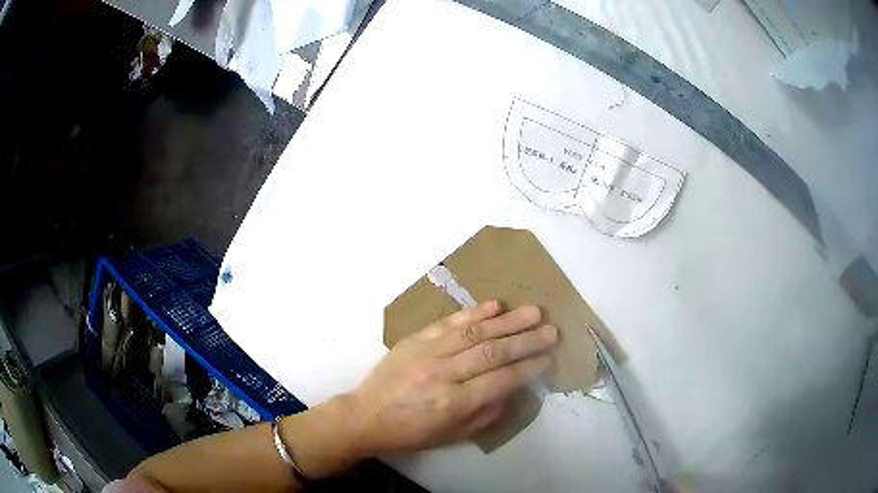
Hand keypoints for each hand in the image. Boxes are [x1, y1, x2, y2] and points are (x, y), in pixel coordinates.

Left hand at [349, 301, 557, 453]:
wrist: (366, 415)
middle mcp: (443, 375)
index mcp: (453, 404)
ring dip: (507, 321)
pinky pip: (448, 323)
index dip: (529, 367)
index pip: (501, 380)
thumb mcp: (452, 436)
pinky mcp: (415, 339)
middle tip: (551, 330)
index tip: (549, 356)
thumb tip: (513, 388)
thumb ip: (487, 414)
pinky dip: (473, 312)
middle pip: (493, 352)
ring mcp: (427, 353)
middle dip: (526, 340)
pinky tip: (495, 305)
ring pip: (475, 332)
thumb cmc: (412, 432)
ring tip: (533, 312)